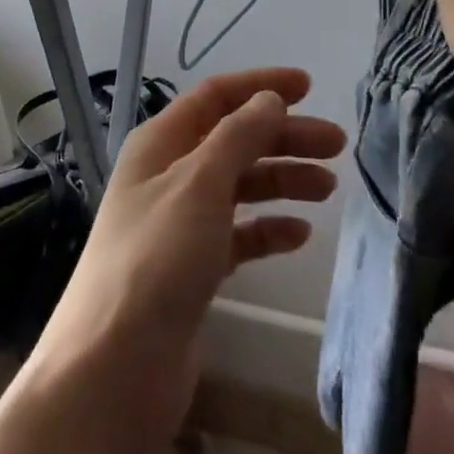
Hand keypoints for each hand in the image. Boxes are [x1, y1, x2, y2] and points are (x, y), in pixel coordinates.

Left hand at [32, 68, 344, 449]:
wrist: (116, 366)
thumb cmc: (157, 259)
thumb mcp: (200, 184)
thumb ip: (238, 136)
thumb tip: (269, 99)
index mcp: (160, 144)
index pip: (215, 97)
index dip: (260, 86)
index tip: (309, 86)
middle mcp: (168, 176)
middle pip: (233, 140)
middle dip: (283, 137)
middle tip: (337, 145)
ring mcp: (179, 224)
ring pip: (239, 186)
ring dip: (281, 181)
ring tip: (328, 188)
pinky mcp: (192, 269)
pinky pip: (237, 235)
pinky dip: (267, 229)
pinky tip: (298, 236)